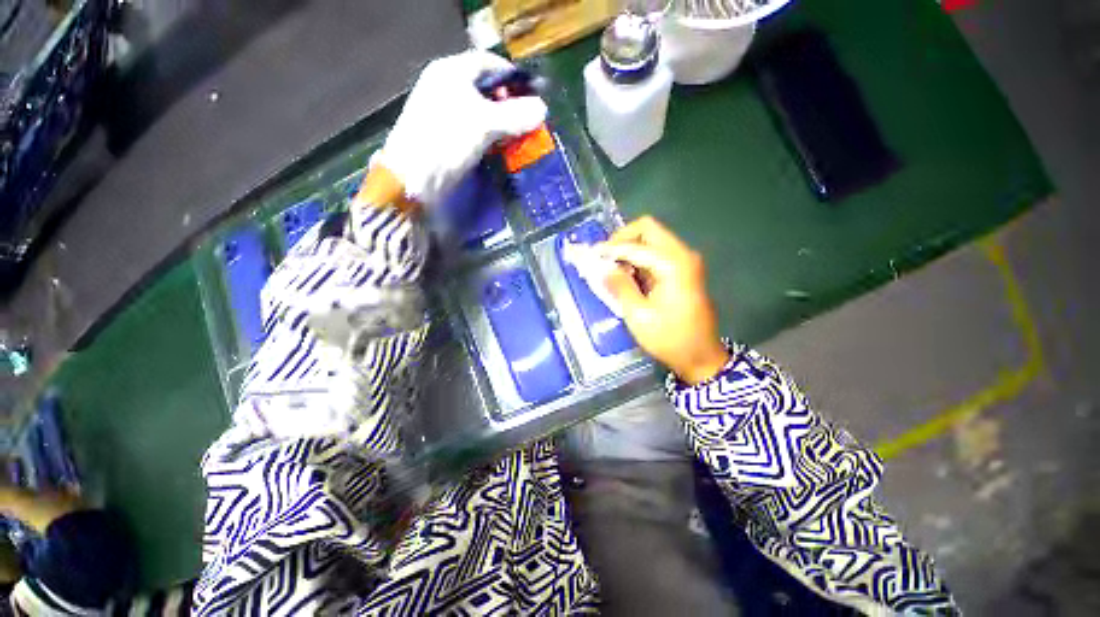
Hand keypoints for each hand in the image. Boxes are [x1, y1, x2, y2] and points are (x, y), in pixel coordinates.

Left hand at [375, 51, 547, 205]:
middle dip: (509, 105)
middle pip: (486, 89)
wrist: (414, 178)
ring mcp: (444, 113)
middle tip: (528, 121)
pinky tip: (501, 149)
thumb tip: (543, 109)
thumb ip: (515, 115)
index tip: (533, 95)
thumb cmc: (447, 142)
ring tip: (519, 138)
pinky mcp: (445, 136)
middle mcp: (446, 87)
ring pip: (481, 112)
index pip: (489, 64)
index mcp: (451, 72)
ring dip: (501, 124)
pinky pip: (474, 130)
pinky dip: (490, 137)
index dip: (513, 77)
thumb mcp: (485, 124)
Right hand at [600, 217, 729, 384]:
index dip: (611, 249)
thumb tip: (602, 267)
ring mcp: (683, 262)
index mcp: (674, 264)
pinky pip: (655, 254)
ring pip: (651, 240)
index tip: (591, 256)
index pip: (636, 245)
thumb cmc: (670, 339)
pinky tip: (625, 275)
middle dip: (622, 240)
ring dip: (629, 249)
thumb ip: (619, 286)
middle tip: (604, 257)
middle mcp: (682, 255)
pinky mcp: (681, 270)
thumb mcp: (638, 315)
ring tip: (611, 268)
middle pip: (648, 230)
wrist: (700, 356)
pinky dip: (638, 259)